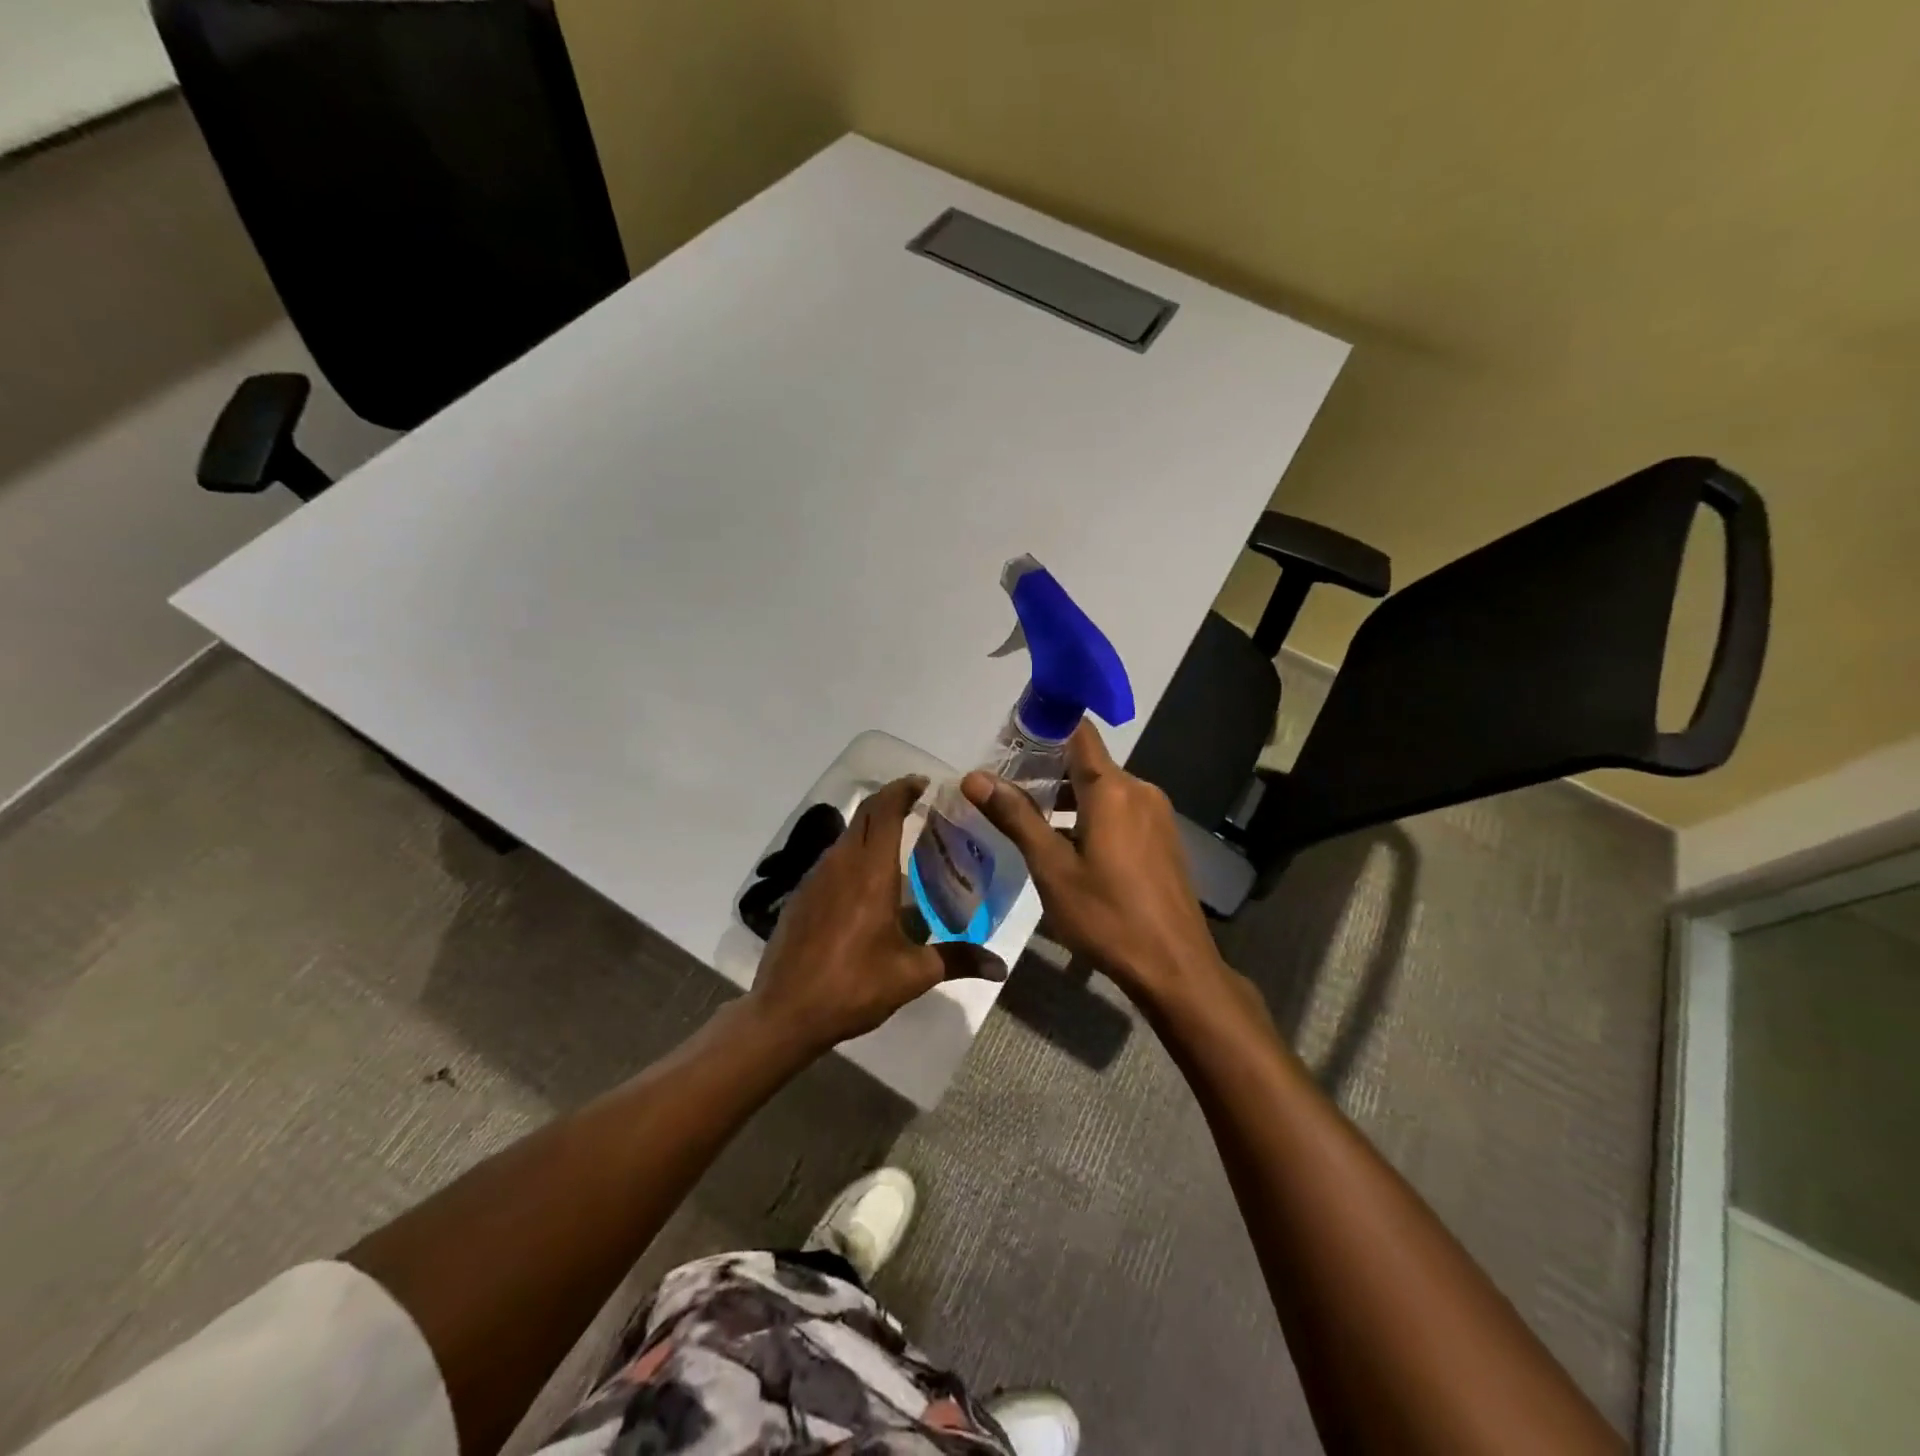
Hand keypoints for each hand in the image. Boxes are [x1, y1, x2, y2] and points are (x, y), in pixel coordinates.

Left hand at [748, 776, 1005, 1054]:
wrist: (784, 1013)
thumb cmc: (854, 986)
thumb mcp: (912, 974)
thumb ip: (958, 960)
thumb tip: (999, 968)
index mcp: (871, 871)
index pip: (886, 809)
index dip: (904, 789)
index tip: (925, 783)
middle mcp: (841, 863)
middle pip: (866, 815)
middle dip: (892, 802)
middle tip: (921, 808)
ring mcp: (816, 877)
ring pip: (847, 836)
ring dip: (872, 829)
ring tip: (901, 844)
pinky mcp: (801, 895)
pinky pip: (833, 859)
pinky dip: (854, 854)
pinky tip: (868, 884)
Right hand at [963, 724, 1241, 1016]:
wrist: (1174, 967)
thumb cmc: (1107, 916)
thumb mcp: (1051, 868)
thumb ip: (1016, 816)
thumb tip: (974, 776)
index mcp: (1112, 789)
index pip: (1077, 732)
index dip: (1045, 726)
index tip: (1010, 736)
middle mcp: (1139, 791)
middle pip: (1088, 763)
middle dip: (1047, 769)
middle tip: (1006, 787)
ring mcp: (1157, 815)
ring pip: (1105, 790)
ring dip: (1068, 797)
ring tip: (1029, 817)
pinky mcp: (1163, 839)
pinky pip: (1121, 811)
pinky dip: (1092, 815)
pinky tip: (1069, 844)